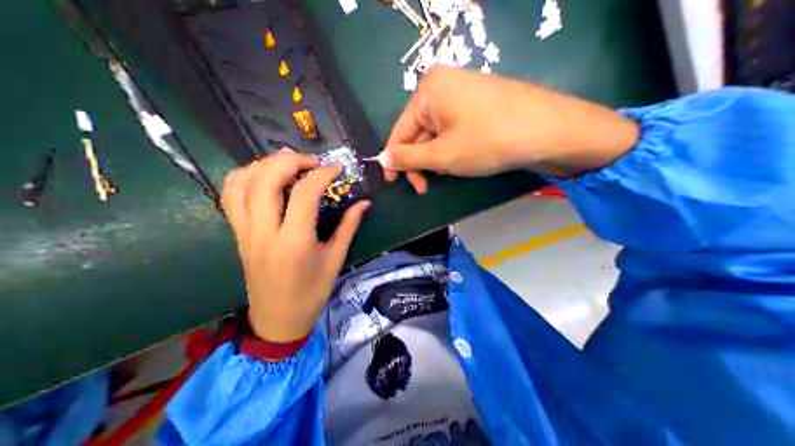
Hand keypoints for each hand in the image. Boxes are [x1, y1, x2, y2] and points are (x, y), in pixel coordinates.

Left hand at [221, 148, 371, 341]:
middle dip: (290, 160)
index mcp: (294, 243)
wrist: (277, 320)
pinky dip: (244, 178)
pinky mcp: (237, 234)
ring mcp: (245, 232)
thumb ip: (348, 227)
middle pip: (266, 180)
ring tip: (286, 164)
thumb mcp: (334, 261)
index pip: (305, 193)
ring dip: (263, 165)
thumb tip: (364, 203)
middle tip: (311, 161)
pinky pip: (230, 196)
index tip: (337, 168)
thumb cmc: (310, 294)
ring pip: (241, 183)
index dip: (323, 174)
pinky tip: (263, 177)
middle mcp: (264, 233)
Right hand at [381, 67, 638, 190]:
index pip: (400, 129)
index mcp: (429, 88)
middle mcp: (444, 82)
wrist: (548, 130)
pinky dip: (454, 147)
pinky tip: (464, 160)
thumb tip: (383, 159)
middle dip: (421, 160)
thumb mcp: (443, 155)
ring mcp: (466, 89)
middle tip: (425, 187)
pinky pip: (456, 126)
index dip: (395, 159)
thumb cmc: (488, 141)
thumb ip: (408, 158)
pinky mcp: (482, 100)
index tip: (393, 183)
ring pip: (439, 130)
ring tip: (451, 173)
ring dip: (438, 156)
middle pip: (420, 129)